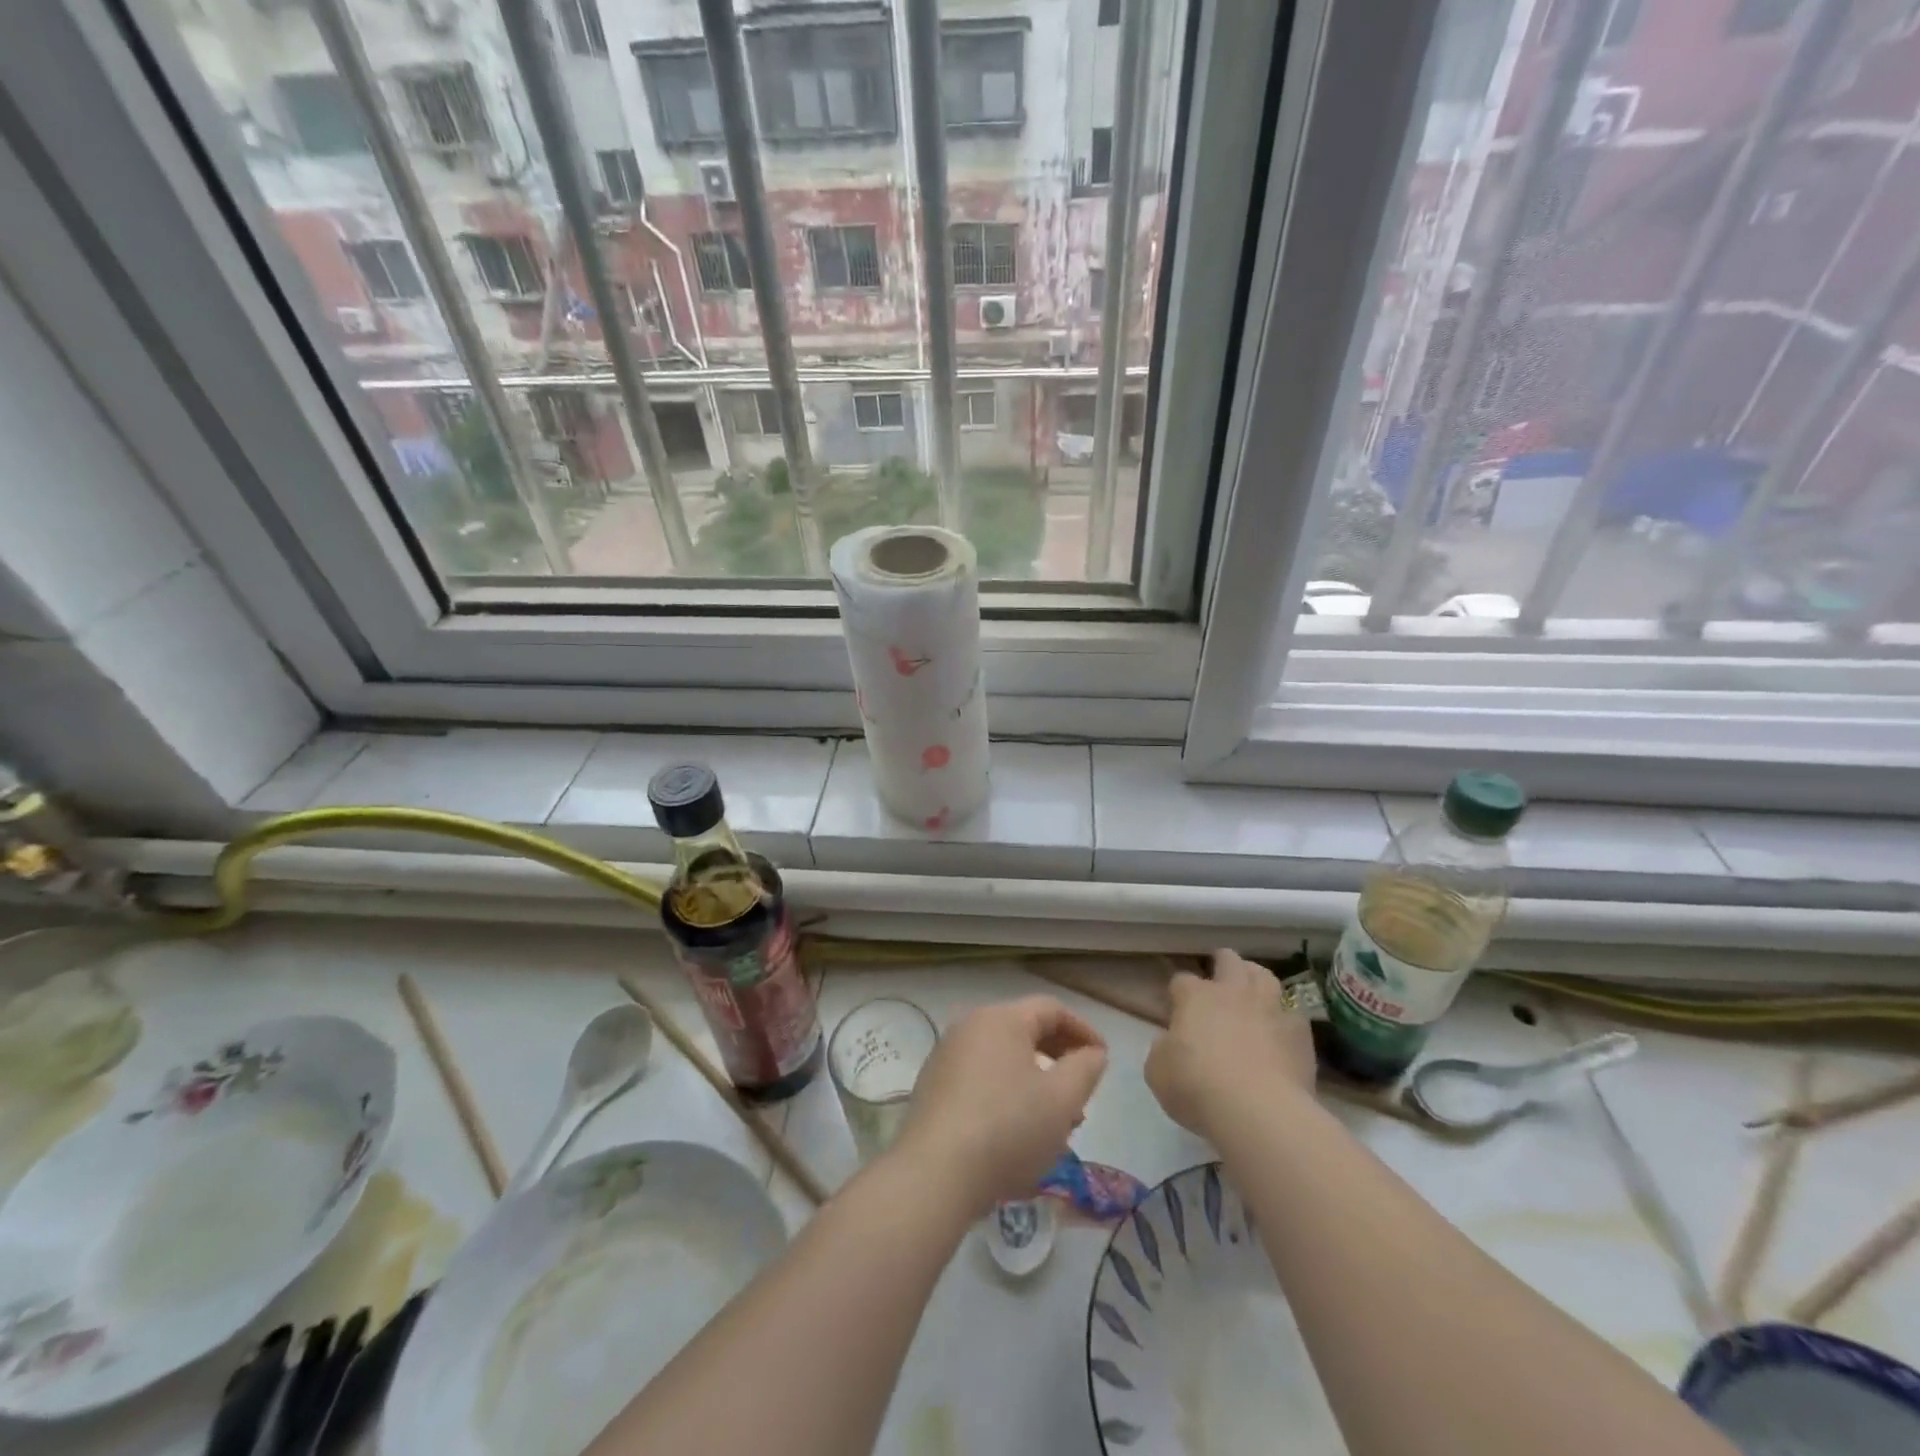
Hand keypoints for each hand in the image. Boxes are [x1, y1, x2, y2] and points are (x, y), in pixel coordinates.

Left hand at [891, 996, 1108, 1214]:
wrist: (935, 1173)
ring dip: (1035, 1082)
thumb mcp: (1061, 1100)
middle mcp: (970, 1026)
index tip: (1102, 1060)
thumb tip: (1092, 1053)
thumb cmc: (1007, 1128)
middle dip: (1059, 1060)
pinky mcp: (933, 1086)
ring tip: (1054, 1124)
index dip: (1083, 1030)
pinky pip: (981, 1078)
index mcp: (1001, 1018)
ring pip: (1004, 1059)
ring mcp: (946, 1056)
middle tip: (1081, 1095)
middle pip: (1025, 1031)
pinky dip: (1007, 1094)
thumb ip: (1085, 1069)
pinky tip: (1017, 1133)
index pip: (1051, 1009)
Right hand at [1146, 949, 1316, 1139]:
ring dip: (1256, 980)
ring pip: (1264, 975)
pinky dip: (1284, 1019)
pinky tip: (1280, 1032)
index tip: (1177, 1007)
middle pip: (1228, 960)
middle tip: (1219, 979)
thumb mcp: (1158, 1071)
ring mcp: (1269, 1008)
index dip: (1179, 992)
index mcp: (1195, 997)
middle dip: (1222, 964)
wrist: (1258, 1112)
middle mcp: (1232, 992)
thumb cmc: (1197, 1087)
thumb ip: (1164, 1049)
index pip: (1182, 980)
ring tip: (1253, 992)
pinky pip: (1292, 1014)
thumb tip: (1172, 1043)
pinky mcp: (1300, 1032)